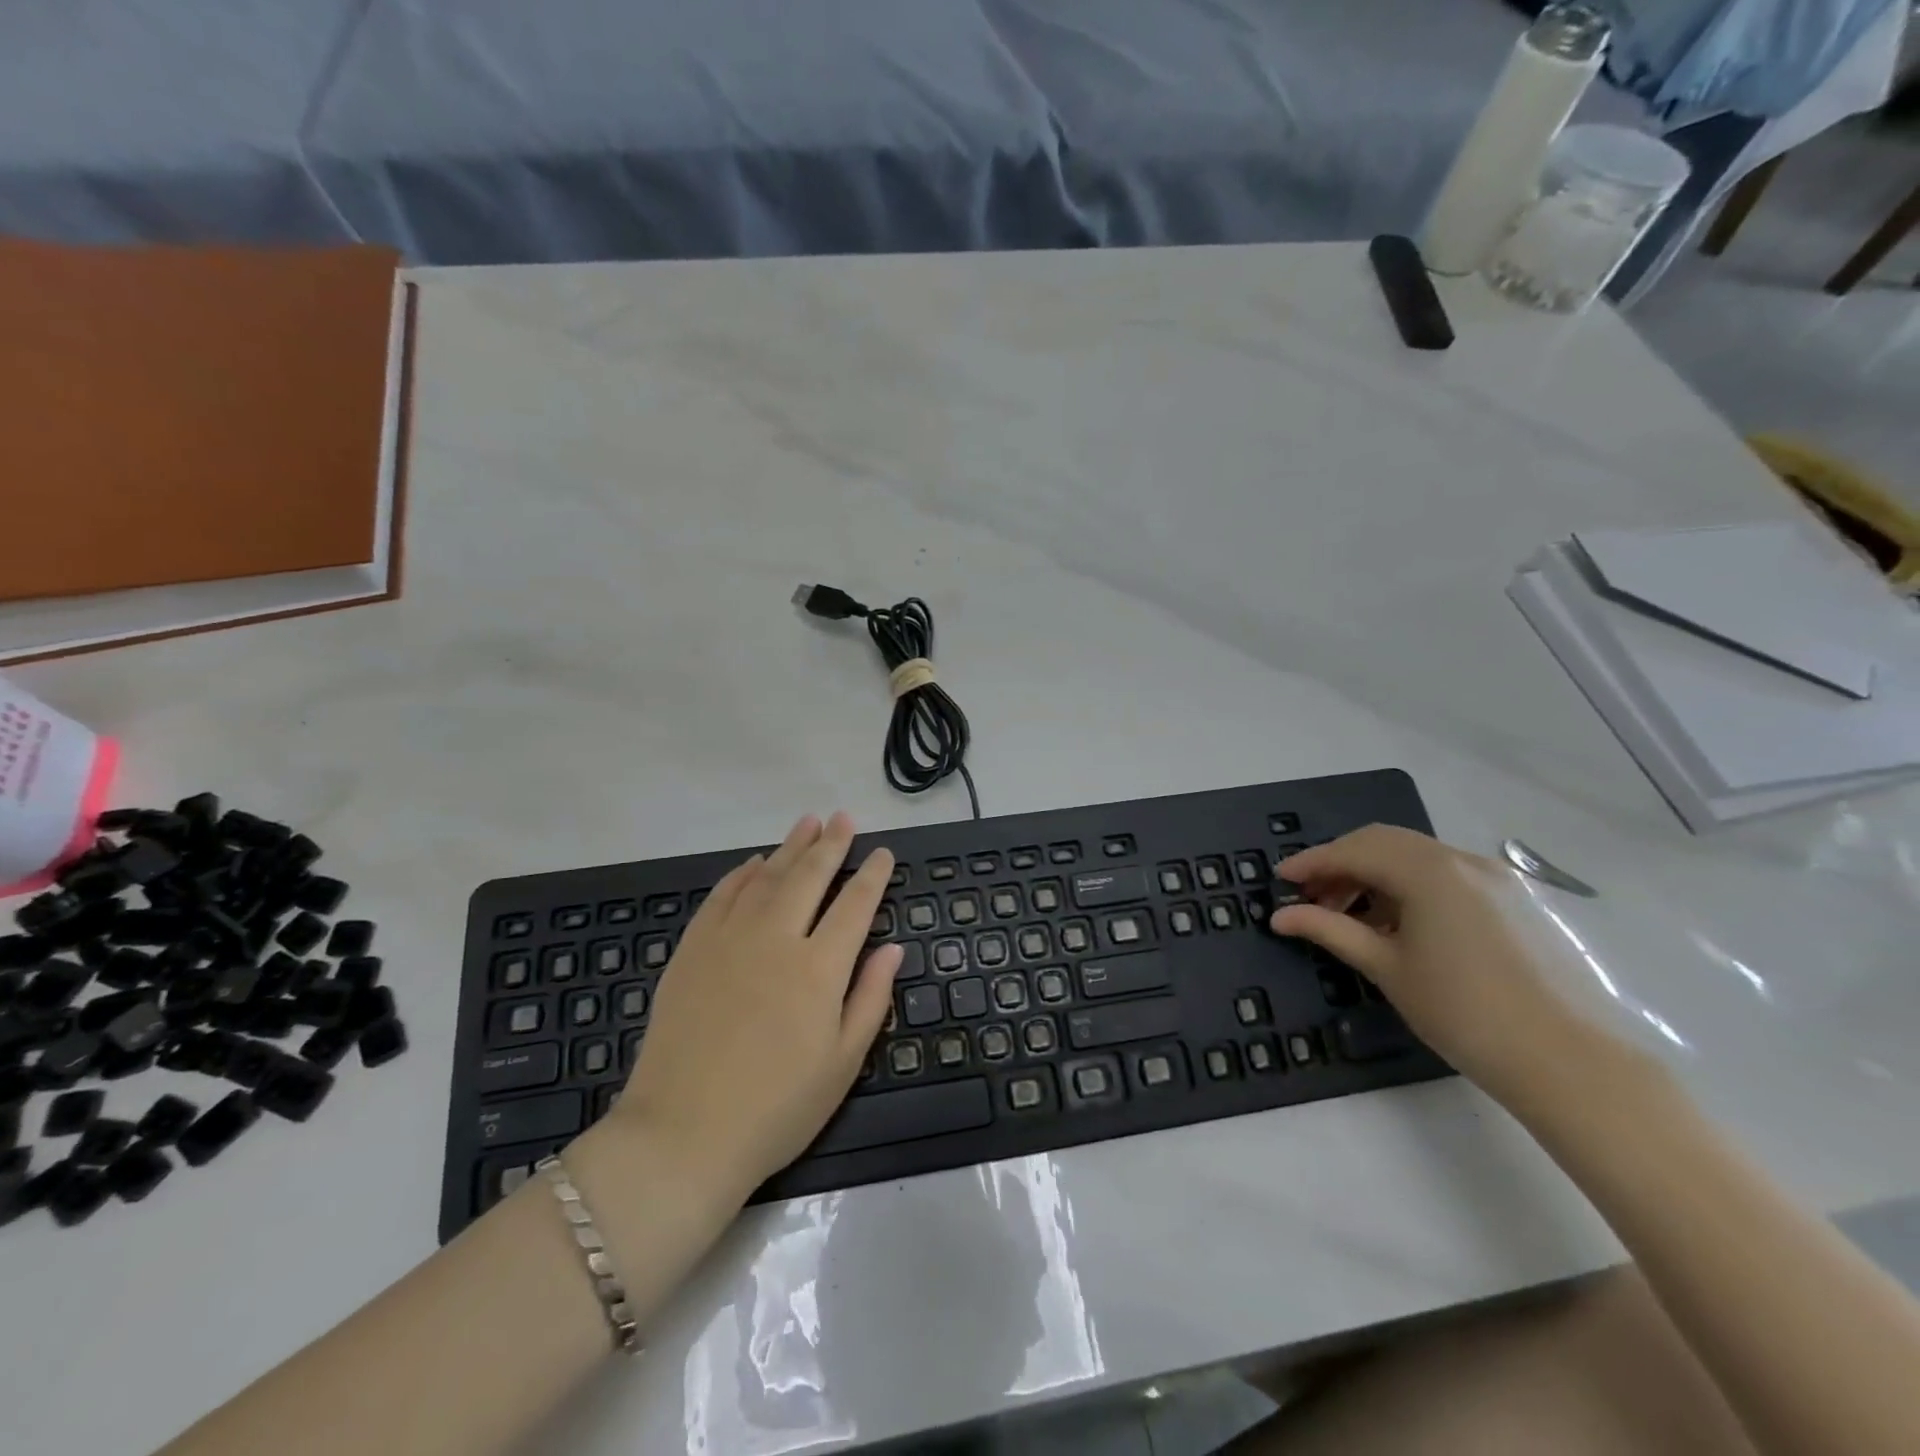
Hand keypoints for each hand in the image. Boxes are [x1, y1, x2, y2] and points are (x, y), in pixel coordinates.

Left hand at [614, 812, 900, 1203]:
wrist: (681, 1135)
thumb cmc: (776, 1108)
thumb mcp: (842, 1063)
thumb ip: (870, 998)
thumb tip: (892, 947)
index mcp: (819, 968)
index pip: (855, 905)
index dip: (872, 875)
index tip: (882, 853)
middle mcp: (777, 939)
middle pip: (809, 877)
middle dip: (831, 845)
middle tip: (844, 818)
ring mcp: (729, 939)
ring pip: (766, 877)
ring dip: (790, 846)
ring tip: (808, 822)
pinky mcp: (692, 950)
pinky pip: (722, 897)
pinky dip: (741, 874)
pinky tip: (754, 863)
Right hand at [1272, 825, 1600, 1103]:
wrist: (1570, 1062)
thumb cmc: (1463, 1012)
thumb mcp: (1386, 968)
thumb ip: (1330, 930)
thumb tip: (1280, 916)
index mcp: (1428, 870)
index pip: (1354, 850)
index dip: (1311, 863)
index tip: (1279, 880)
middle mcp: (1461, 859)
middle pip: (1383, 843)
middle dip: (1341, 864)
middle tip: (1311, 897)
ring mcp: (1494, 877)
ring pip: (1415, 856)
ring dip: (1374, 874)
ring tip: (1350, 915)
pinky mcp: (1513, 899)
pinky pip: (1445, 875)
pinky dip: (1409, 886)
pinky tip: (1397, 924)